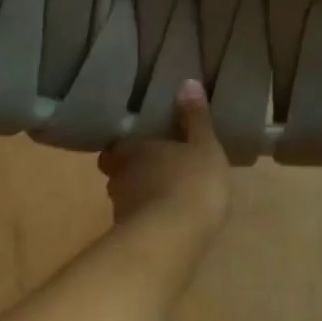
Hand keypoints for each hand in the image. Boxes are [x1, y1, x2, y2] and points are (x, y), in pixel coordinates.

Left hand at [99, 81, 231, 237]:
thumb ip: (196, 118)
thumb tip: (187, 82)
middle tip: (157, 168)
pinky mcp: (130, 237)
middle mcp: (118, 177)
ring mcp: (121, 210)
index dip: (128, 145)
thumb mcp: (204, 146)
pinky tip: (169, 222)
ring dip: (143, 196)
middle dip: (134, 170)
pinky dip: (150, 220)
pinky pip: (139, 222)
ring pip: (128, 197)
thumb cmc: (191, 182)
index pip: (118, 145)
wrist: (174, 238)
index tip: (142, 144)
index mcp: (132, 149)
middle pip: (119, 171)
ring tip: (166, 196)